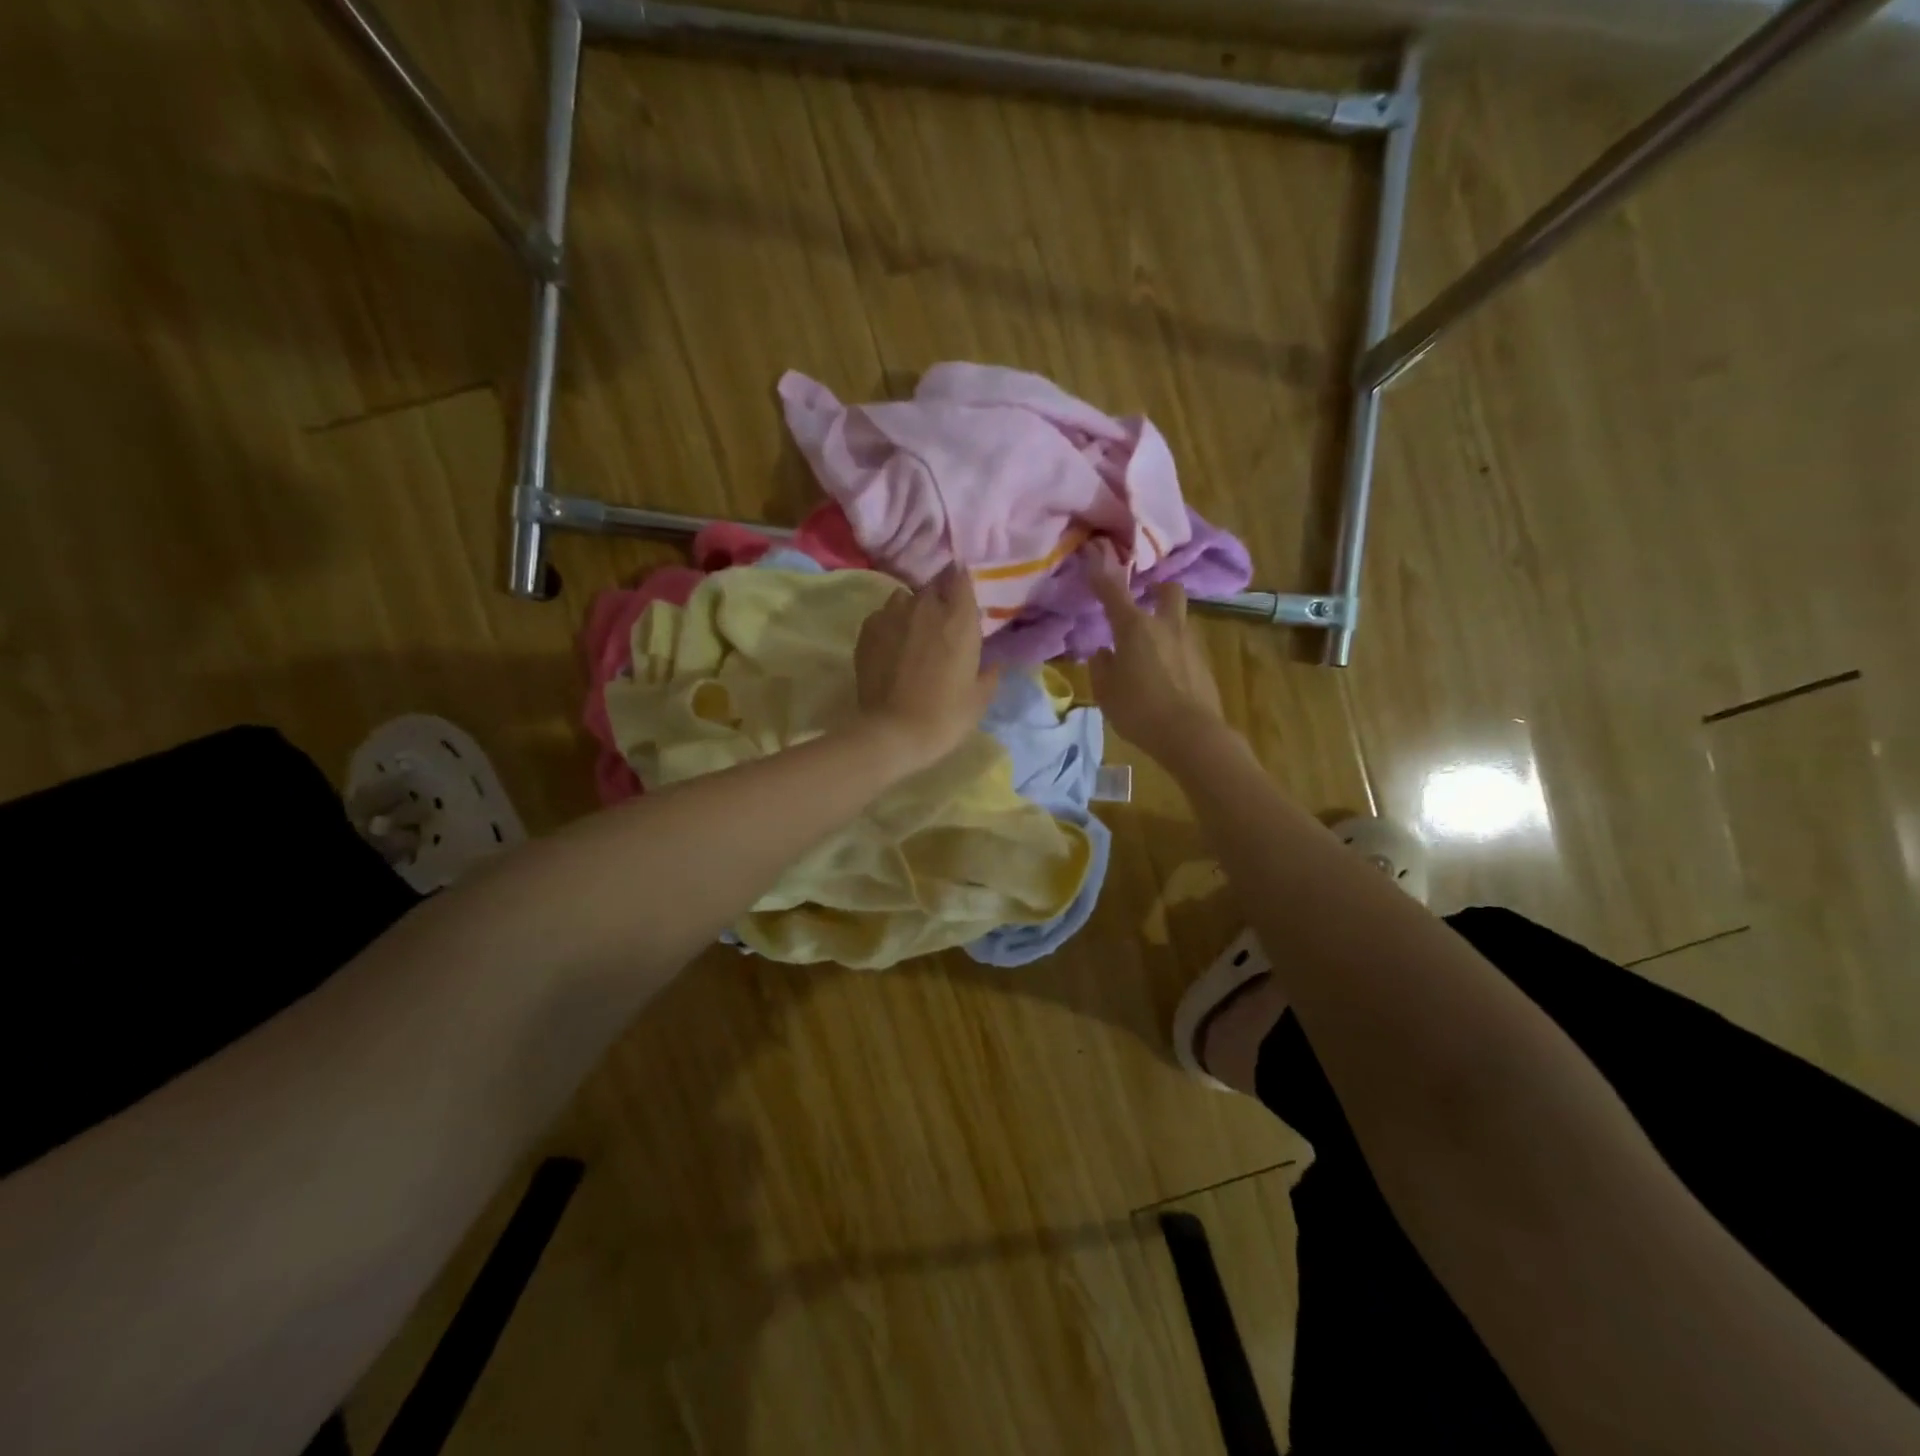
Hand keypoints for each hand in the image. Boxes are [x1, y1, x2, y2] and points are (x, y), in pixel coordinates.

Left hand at [854, 566, 1000, 768]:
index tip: (965, 594)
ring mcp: (892, 615)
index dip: (963, 582)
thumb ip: (989, 674)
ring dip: (912, 607)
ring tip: (914, 630)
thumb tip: (993, 663)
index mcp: (958, 619)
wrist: (892, 732)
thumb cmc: (945, 716)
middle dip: (940, 596)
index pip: (961, 577)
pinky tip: (891, 644)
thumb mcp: (979, 699)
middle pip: (933, 585)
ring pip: (905, 597)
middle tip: (943, 620)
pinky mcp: (868, 629)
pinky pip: (882, 614)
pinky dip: (890, 623)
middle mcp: (925, 607)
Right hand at [1087, 542, 1226, 761]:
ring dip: (1164, 623)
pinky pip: (1183, 646)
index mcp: (1134, 627)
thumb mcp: (1106, 691)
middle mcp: (1164, 625)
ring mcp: (1188, 642)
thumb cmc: (1139, 710)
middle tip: (1144, 598)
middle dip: (1156, 588)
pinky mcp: (1202, 663)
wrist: (1191, 735)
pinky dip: (1171, 651)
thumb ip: (1102, 666)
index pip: (1113, 590)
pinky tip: (1162, 673)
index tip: (1095, 548)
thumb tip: (1105, 652)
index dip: (1101, 569)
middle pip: (1168, 590)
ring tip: (1148, 648)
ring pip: (1177, 619)